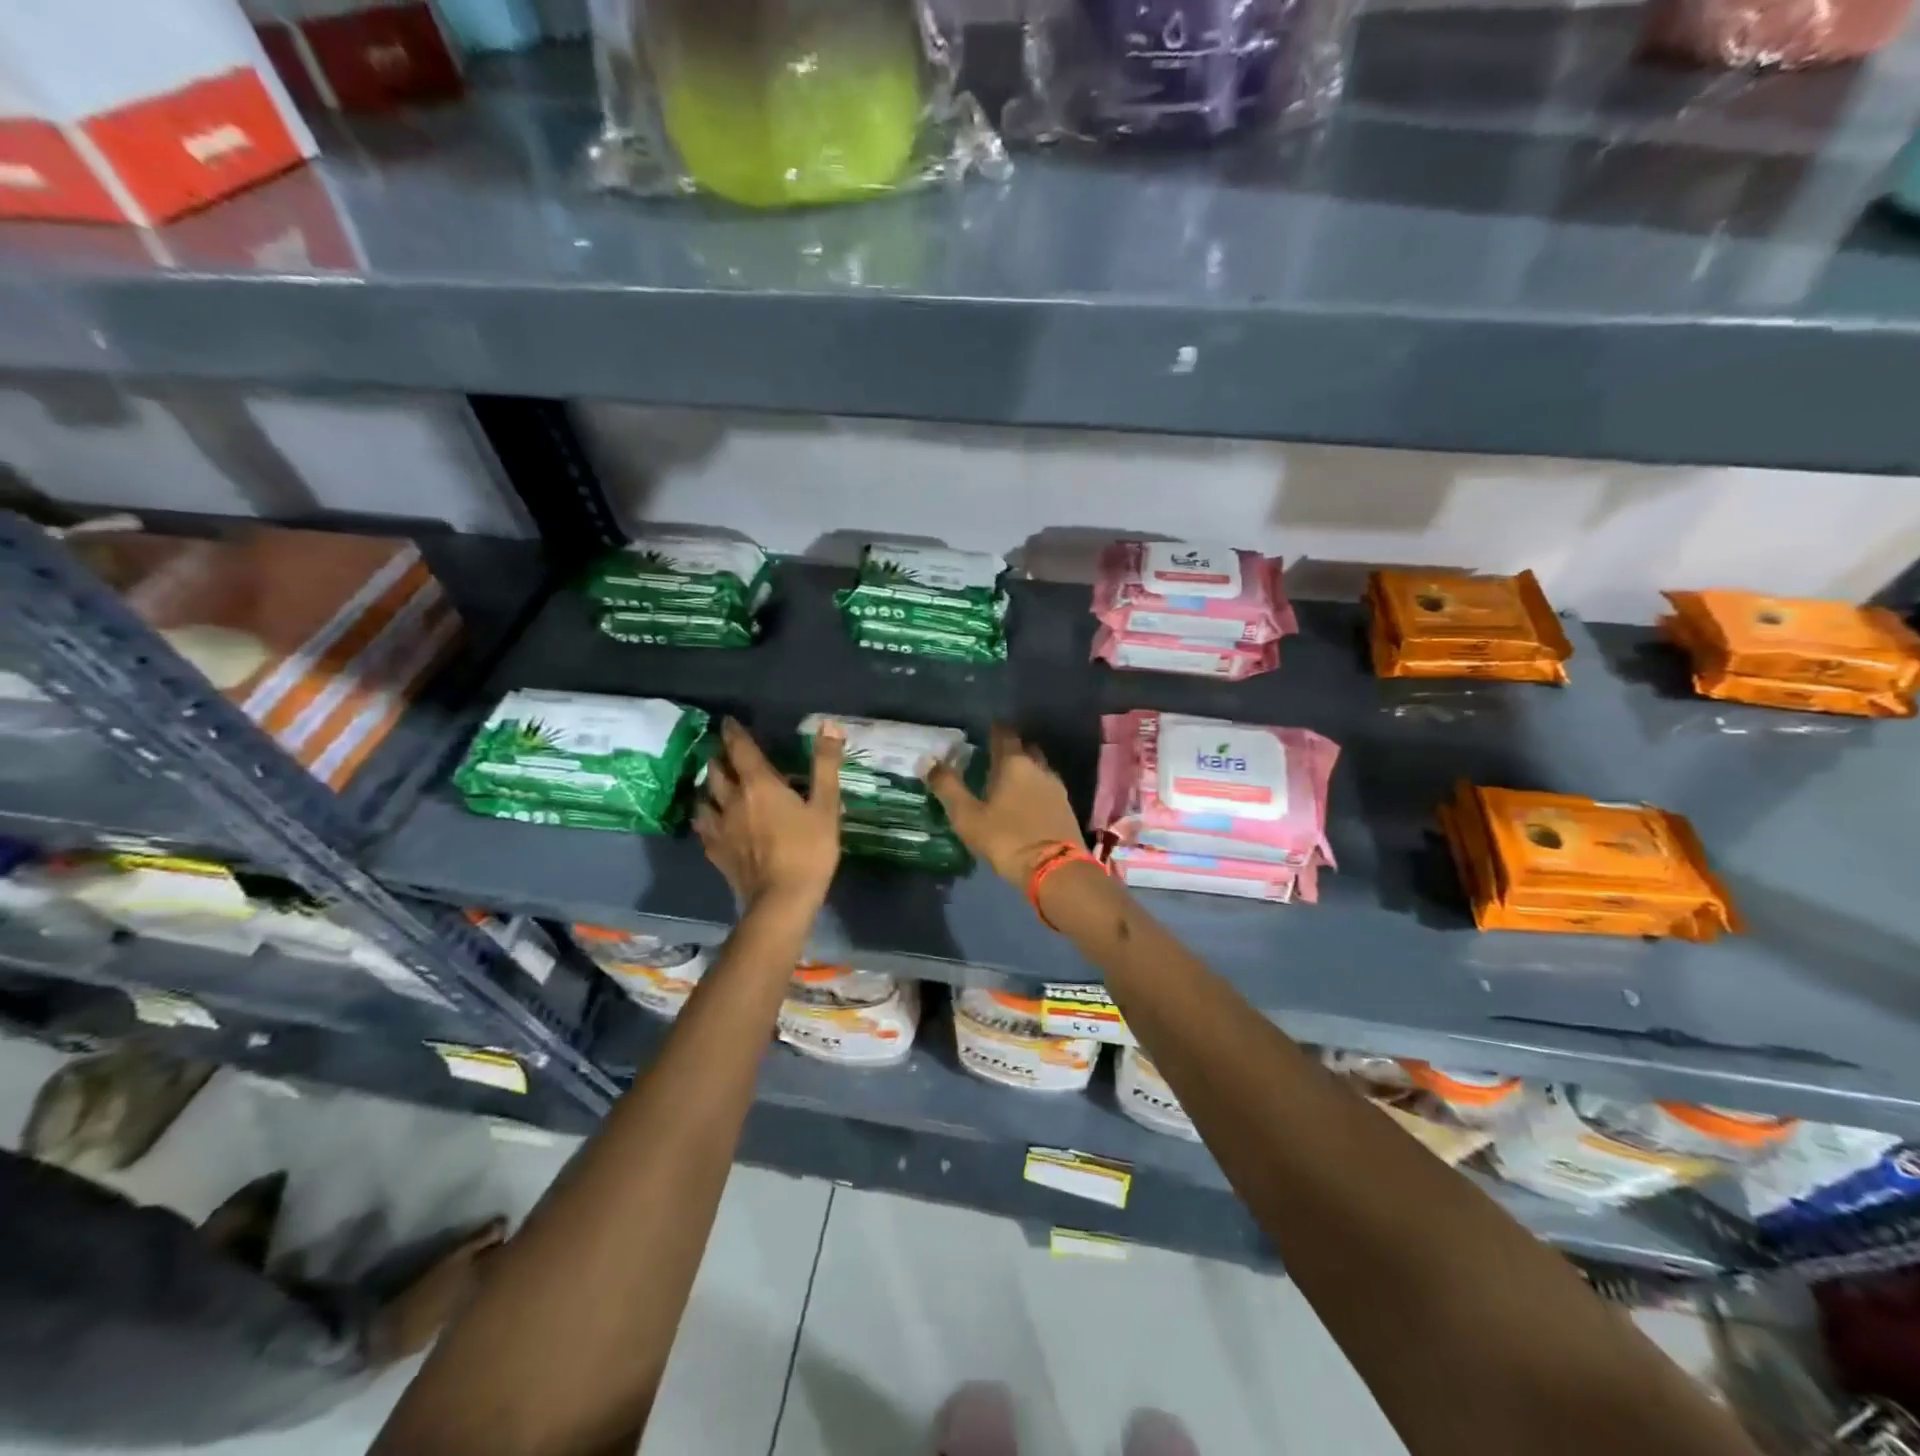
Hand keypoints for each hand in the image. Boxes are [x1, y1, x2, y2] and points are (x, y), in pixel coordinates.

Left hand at [694, 717, 841, 913]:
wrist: (782, 900)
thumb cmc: (809, 850)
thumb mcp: (826, 806)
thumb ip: (825, 764)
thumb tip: (829, 724)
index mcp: (759, 784)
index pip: (740, 749)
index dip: (733, 732)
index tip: (728, 721)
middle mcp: (732, 800)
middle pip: (716, 770)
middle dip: (720, 757)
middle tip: (727, 752)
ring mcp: (719, 827)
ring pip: (704, 797)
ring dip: (709, 786)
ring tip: (716, 783)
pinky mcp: (715, 851)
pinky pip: (703, 826)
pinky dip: (705, 816)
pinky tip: (711, 819)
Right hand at [923, 724, 1084, 886]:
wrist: (1055, 870)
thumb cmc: (1006, 838)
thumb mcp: (967, 816)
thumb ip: (948, 787)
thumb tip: (928, 761)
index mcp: (1014, 763)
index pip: (1004, 734)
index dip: (994, 730)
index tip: (984, 730)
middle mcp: (1039, 768)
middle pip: (1025, 749)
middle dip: (1011, 749)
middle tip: (993, 756)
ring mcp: (1056, 788)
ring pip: (1038, 768)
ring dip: (1025, 770)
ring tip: (1007, 780)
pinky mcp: (1066, 808)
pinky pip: (1047, 788)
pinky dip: (1035, 788)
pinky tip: (1025, 801)